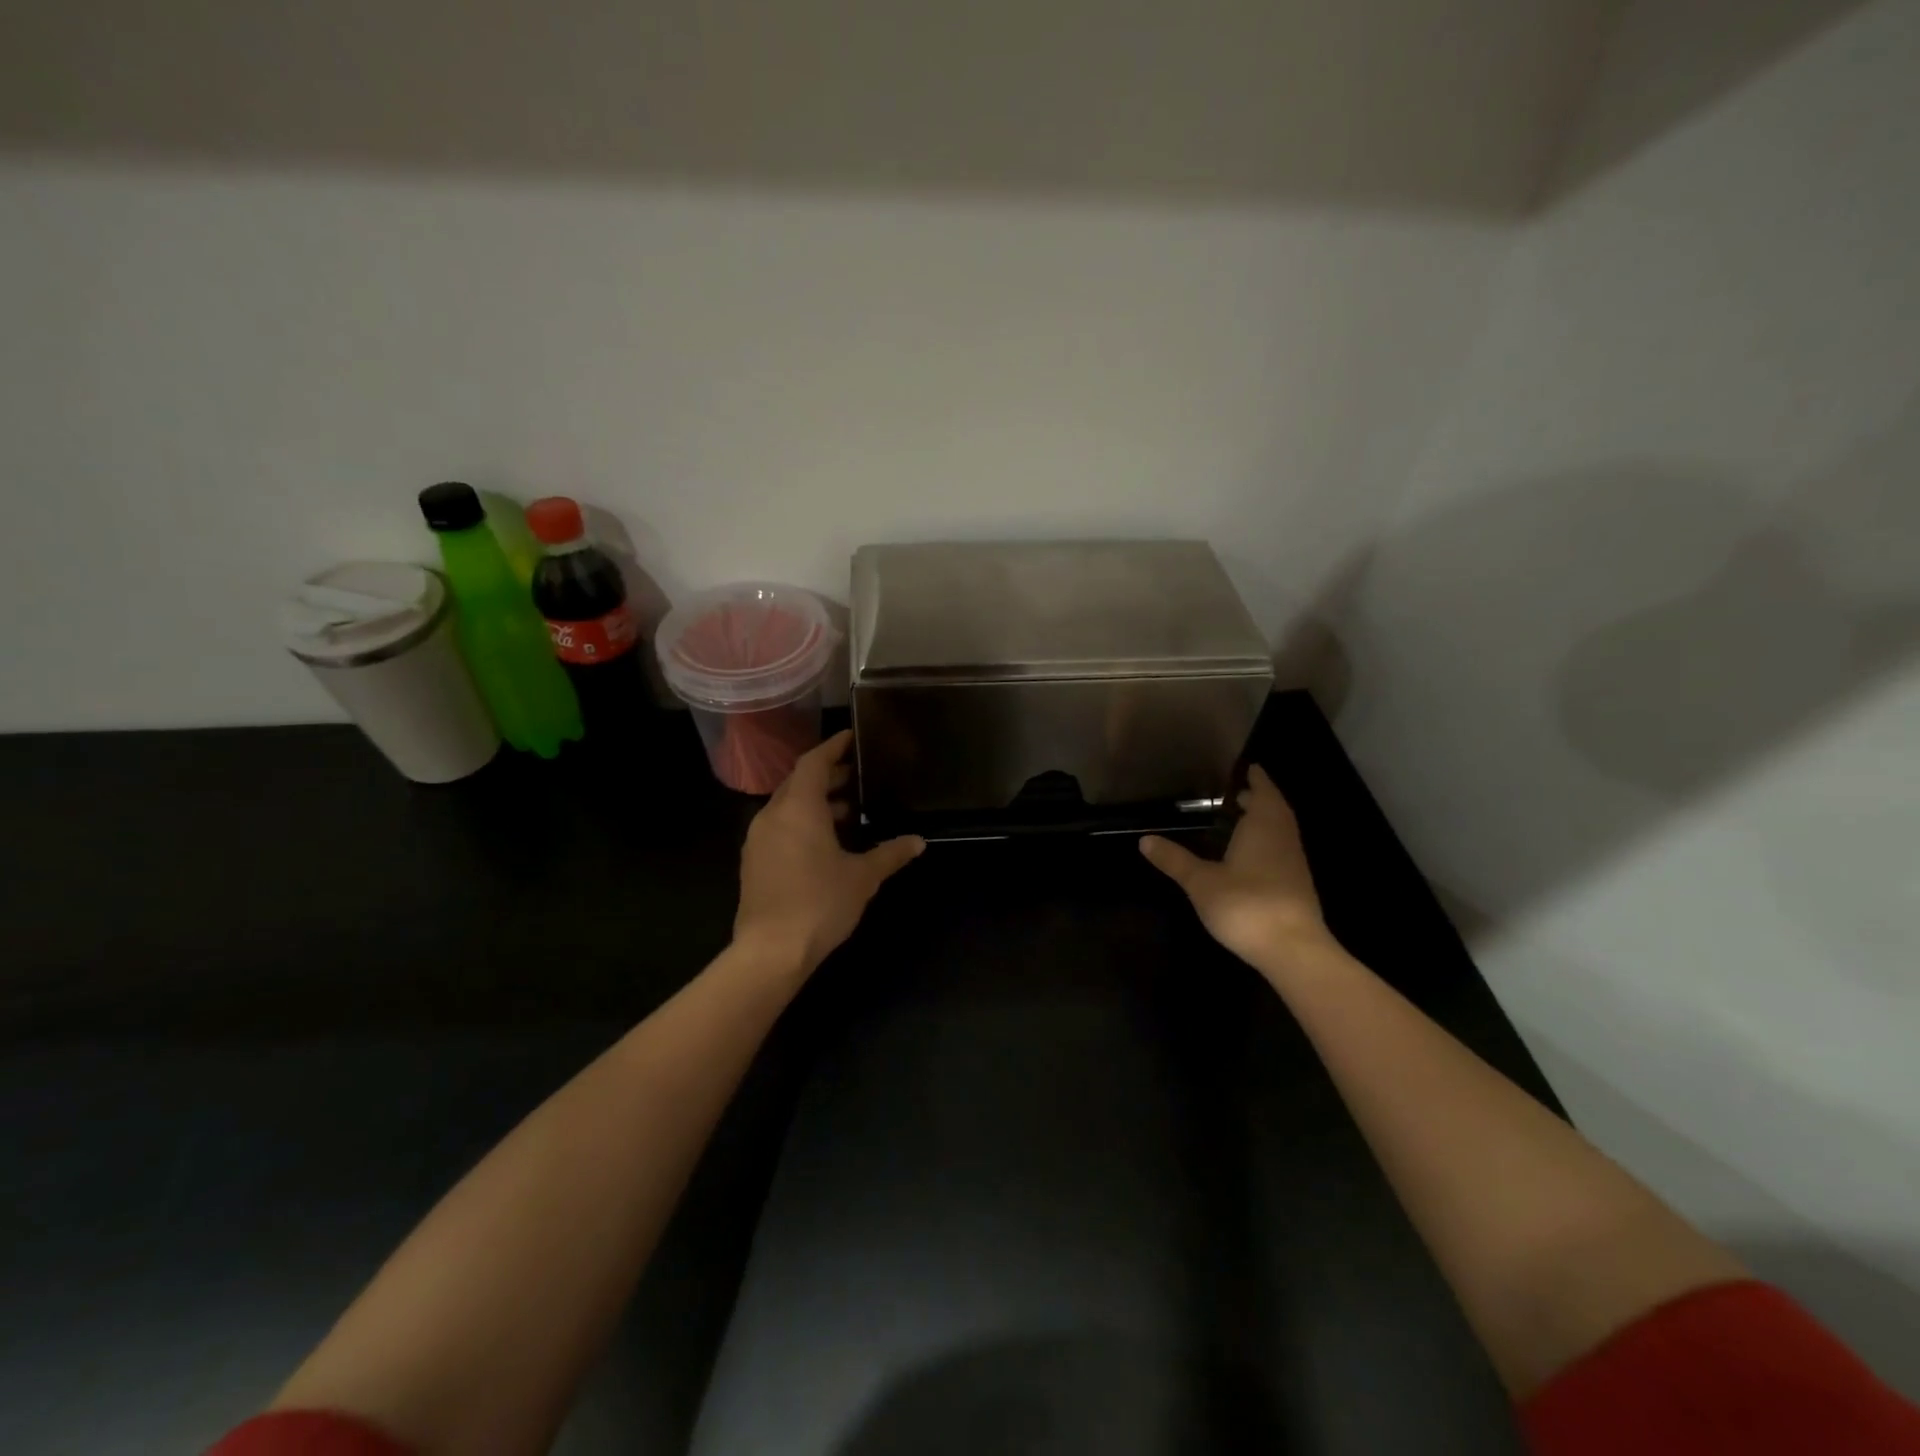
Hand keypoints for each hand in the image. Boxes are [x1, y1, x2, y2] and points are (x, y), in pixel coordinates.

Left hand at [734, 730, 925, 976]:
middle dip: (827, 775)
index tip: (852, 738)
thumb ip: (890, 853)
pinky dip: (802, 822)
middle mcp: (773, 815)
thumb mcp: (863, 877)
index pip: (813, 762)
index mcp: (798, 808)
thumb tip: (918, 841)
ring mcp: (758, 839)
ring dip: (816, 801)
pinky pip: (779, 827)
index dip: (832, 747)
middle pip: (799, 782)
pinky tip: (825, 842)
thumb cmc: (820, 903)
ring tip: (849, 810)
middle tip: (858, 775)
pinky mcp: (753, 861)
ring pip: (788, 806)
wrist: (770, 951)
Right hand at [1140, 764, 1330, 972]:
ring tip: (1241, 818)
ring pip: (1281, 830)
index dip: (1256, 779)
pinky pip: (1282, 850)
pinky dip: (1268, 842)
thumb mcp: (1201, 882)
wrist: (1293, 950)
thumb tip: (1144, 839)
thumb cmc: (1246, 904)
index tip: (1248, 767)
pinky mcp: (1296, 886)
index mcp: (1264, 826)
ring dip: (1265, 820)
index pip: (1263, 791)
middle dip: (1259, 798)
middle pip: (1275, 809)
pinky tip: (1251, 855)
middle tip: (1237, 791)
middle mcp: (1283, 838)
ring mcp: (1294, 863)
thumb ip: (1175, 860)